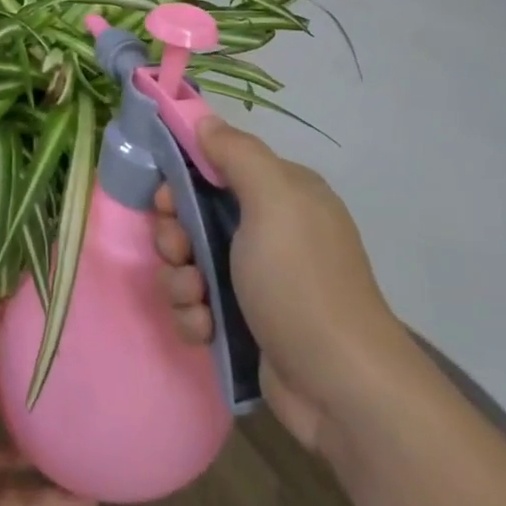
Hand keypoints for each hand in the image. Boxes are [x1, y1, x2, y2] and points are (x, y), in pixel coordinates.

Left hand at [0, 297, 95, 505]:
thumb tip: (3, 289)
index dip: (8, 333)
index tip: (50, 321)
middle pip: (2, 400)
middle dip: (34, 390)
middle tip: (83, 376)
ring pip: (18, 453)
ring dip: (50, 446)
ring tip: (94, 432)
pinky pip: (26, 502)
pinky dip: (56, 501)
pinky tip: (92, 495)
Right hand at [153, 118, 405, 450]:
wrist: (338, 386)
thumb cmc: (300, 280)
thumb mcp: (273, 200)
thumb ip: (236, 154)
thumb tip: (205, 120)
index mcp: (280, 194)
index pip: (217, 167)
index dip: (183, 180)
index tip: (166, 201)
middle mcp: (269, 231)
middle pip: (194, 216)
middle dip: (175, 236)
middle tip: (180, 253)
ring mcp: (256, 280)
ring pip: (189, 263)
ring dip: (180, 280)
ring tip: (196, 300)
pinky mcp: (244, 323)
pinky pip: (197, 304)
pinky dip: (194, 315)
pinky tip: (206, 328)